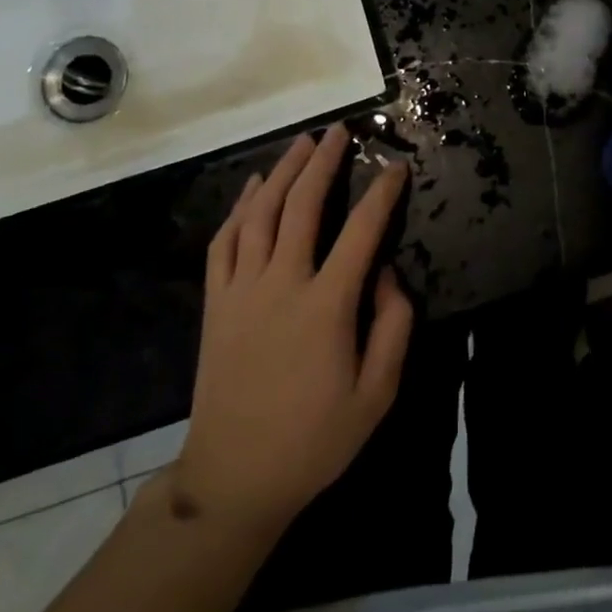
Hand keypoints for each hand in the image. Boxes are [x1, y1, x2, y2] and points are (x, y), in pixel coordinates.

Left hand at [172, 125, 412, 540]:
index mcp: (326, 306)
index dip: (382, 193)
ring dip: (282, 171)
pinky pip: (224, 242)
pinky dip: (239, 207)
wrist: (233, 480)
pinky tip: (252, 187)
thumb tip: (388, 272)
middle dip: (324, 162)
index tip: (396, 167)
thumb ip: (394, 327)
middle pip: (302, 205)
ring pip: (260, 213)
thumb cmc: (314, 441)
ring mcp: (242, 290)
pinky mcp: (216, 303)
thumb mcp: (376, 395)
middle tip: (340, 131)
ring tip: (302, 143)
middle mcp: (282, 284)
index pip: (361, 231)